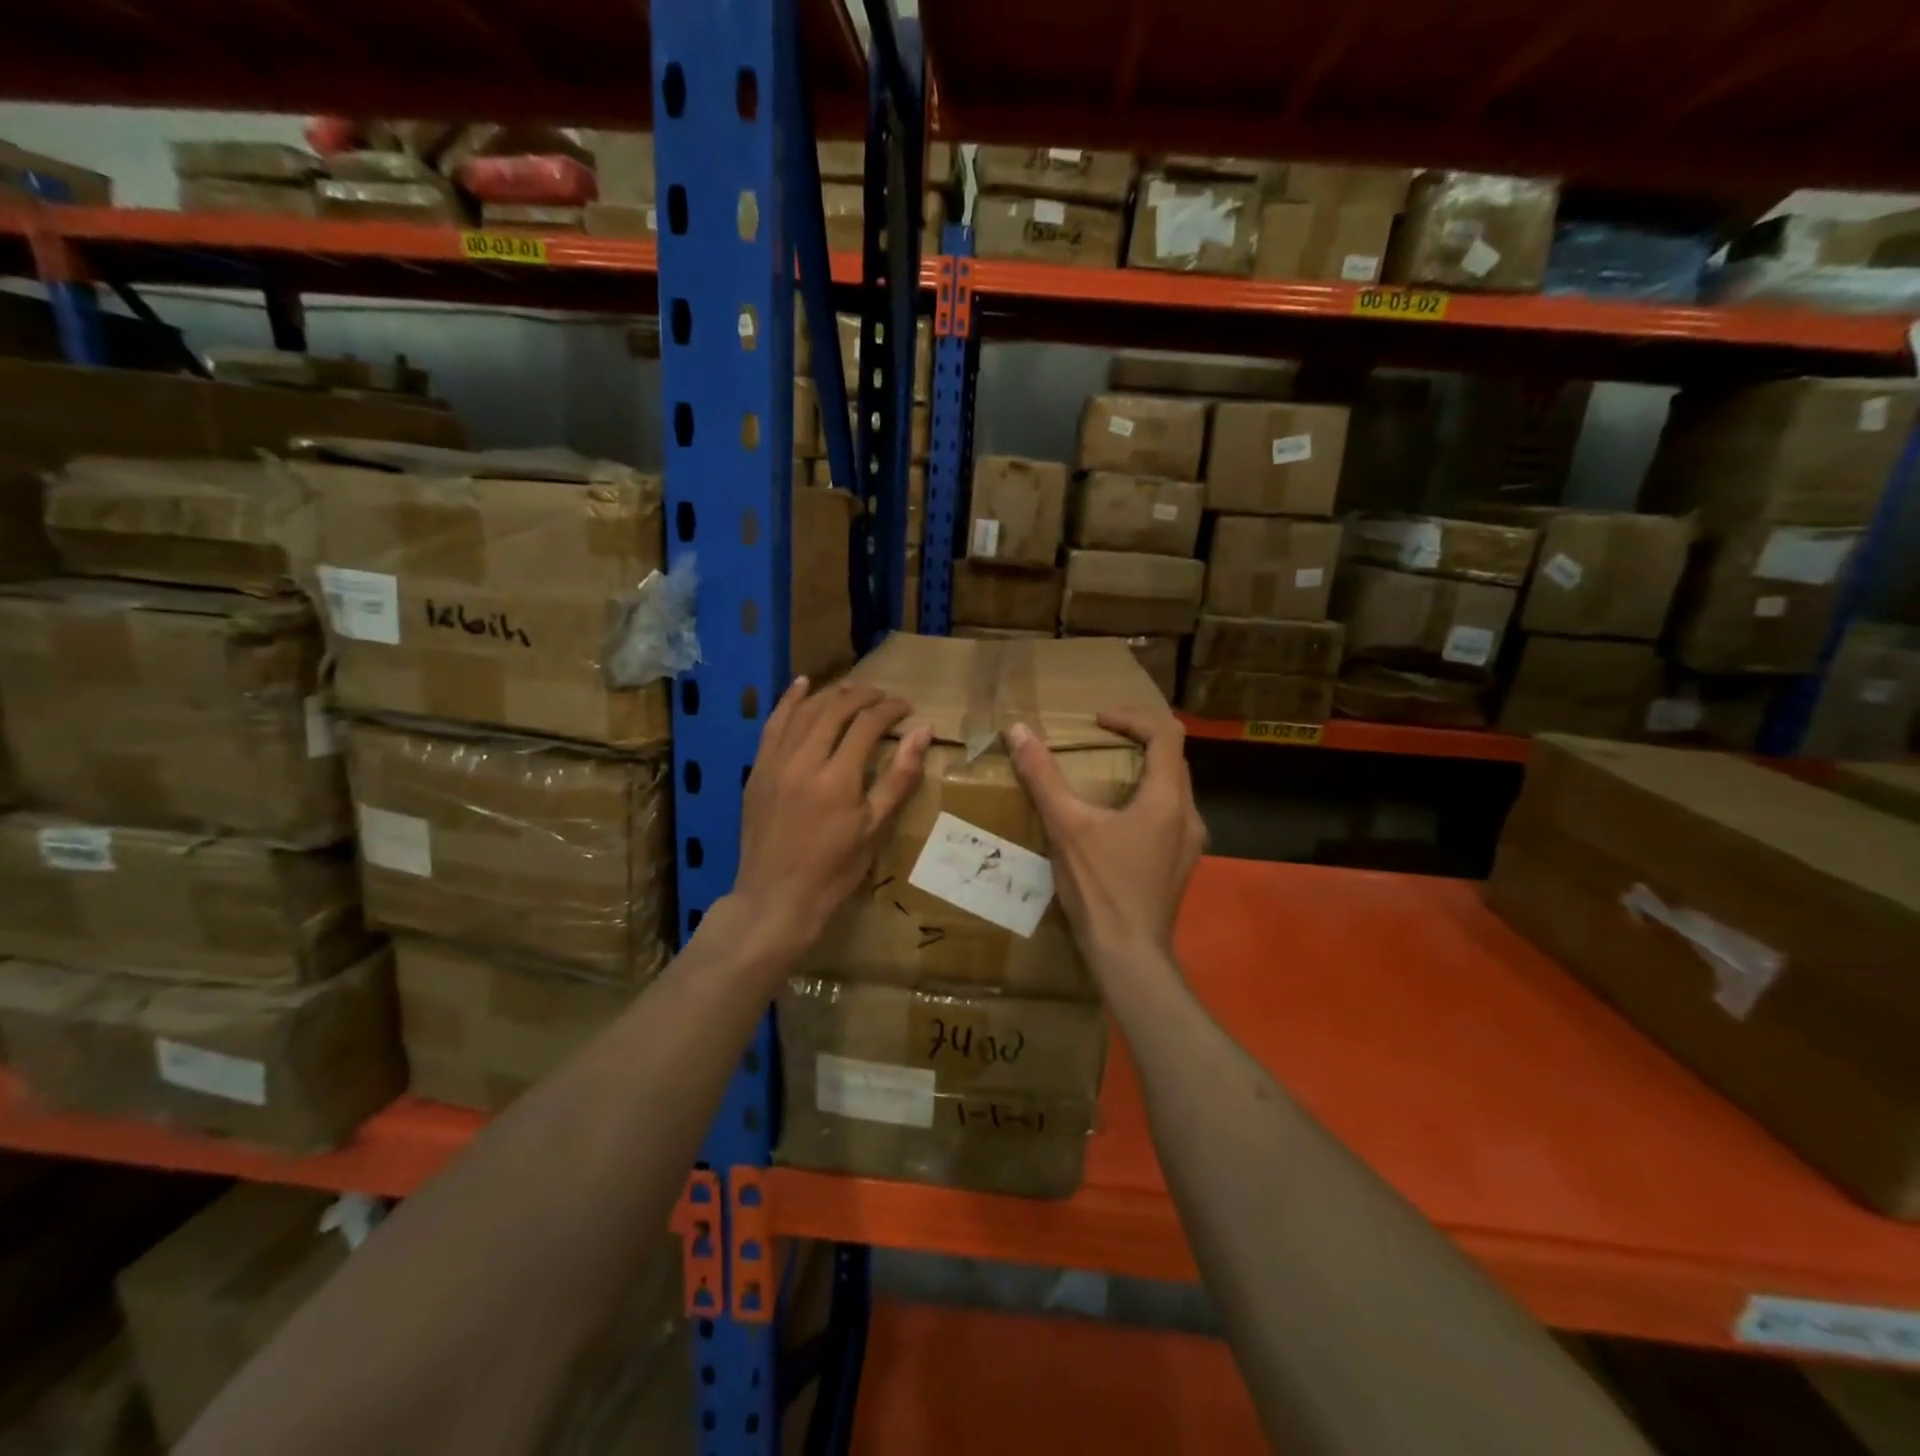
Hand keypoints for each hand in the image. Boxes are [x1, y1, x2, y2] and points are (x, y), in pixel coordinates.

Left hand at [732, 677, 932, 954]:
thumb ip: (899, 777)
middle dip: (863, 696)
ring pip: (804, 711)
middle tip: (884, 698)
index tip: (906, 708)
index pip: (867, 724)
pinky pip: (773, 724)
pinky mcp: (757, 770)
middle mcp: (803, 760)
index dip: (890, 710)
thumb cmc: (833, 870)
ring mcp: (775, 763)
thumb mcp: (874, 828)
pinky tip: (801, 685)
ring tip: (852, 690)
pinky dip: (789, 701)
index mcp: (837, 778)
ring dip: (831, 694)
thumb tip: (923, 731)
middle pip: (835, 709)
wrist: (776, 898)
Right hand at [1006, 711, 1204, 965]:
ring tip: (1104, 779)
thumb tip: (1018, 730)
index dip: (1132, 718)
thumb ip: (1042, 776)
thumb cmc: (1101, 887)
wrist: (1128, 955)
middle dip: (1137, 742)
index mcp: (1167, 799)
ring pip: (1171, 790)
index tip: (1098, 722)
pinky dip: (1144, 802)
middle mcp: (1188, 816)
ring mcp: (1188, 844)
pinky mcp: (1179, 865)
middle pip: (1172, 760)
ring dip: (1142, 773)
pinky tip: (1113, 823)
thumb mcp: (1066, 826)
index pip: (1166, 734)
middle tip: (1099, 742)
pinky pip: (1167, 817)